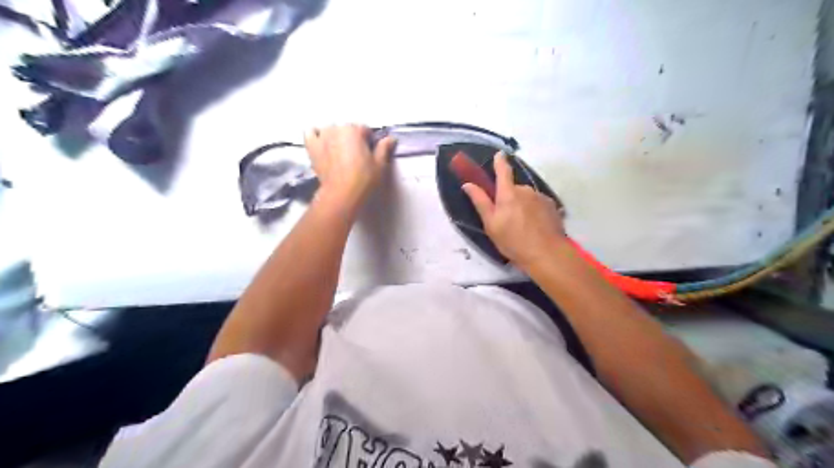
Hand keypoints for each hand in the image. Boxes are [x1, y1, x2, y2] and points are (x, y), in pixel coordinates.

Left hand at [306, 125, 396, 205]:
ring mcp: (322, 137)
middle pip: (347, 129)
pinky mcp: (311, 147)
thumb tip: (391, 138)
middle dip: (353, 139)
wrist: (342, 194)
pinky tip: (323, 144)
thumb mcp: (379, 165)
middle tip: (357, 156)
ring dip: (335, 137)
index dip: (369, 141)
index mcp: (354, 130)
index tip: (370, 153)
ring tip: (340, 152)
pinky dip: (316, 135)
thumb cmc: (364, 179)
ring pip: (330, 130)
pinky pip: (310, 133)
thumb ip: (384, 148)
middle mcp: (336, 129)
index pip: (365, 130)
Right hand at [463, 153, 566, 267]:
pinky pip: (538, 204)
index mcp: (508, 193)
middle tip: (506, 217)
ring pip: (527, 197)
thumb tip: (468, 184)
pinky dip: (534, 211)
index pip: (502, 171)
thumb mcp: (491, 224)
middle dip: (509, 197)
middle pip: (514, 189)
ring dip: (522, 205)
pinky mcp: (552, 207)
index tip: (499, 154)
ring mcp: (541, 197)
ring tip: (522, 226)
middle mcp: (525, 190)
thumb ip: (480, 202)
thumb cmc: (513, 241)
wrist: (546, 253)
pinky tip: (535, 227)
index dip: (499, 161)